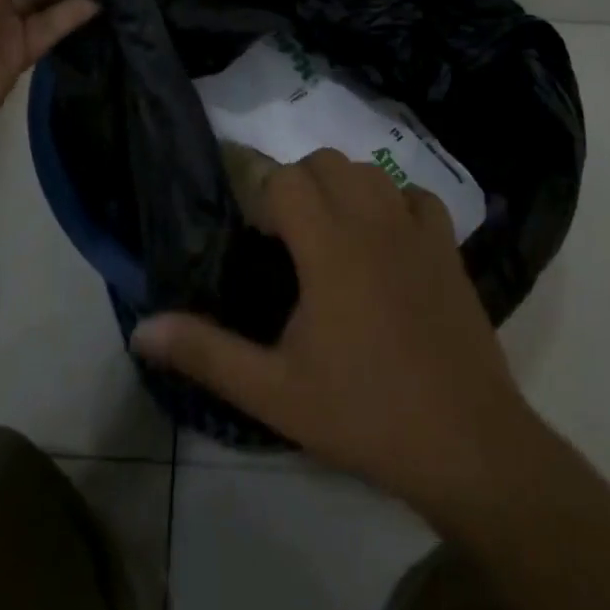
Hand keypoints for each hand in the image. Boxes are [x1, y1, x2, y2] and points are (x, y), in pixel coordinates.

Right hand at [130, 150, 532, 520]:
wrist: (468, 447)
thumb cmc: (365, 414)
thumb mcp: (274, 392)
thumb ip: (206, 352)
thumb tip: (140, 328)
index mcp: (328, 245)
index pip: (284, 177)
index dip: (259, 191)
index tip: (250, 229)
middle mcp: (372, 221)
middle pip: (325, 162)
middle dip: (295, 183)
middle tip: (283, 235)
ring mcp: (416, 230)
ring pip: (369, 170)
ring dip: (340, 185)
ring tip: (328, 234)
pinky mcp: (448, 248)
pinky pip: (416, 196)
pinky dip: (393, 201)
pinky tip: (384, 239)